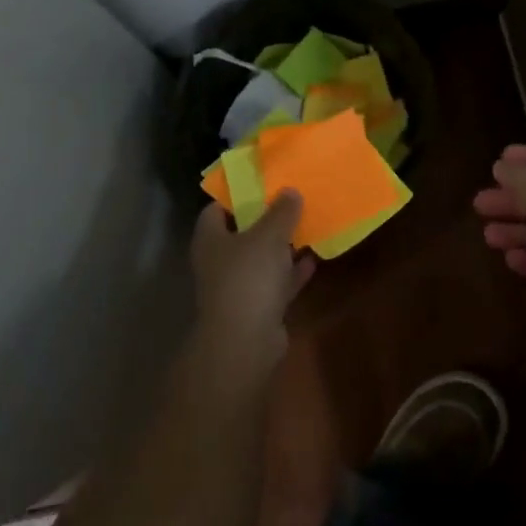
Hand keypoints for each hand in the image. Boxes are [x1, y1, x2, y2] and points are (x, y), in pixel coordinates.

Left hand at [190, 191, 314, 373]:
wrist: (246, 342)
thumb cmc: (249, 277)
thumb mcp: (269, 235)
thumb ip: (281, 211)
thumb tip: (290, 190)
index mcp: (211, 239)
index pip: (216, 208)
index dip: (237, 194)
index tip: (263, 182)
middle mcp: (219, 261)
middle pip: (242, 233)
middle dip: (265, 219)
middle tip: (291, 201)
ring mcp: (237, 287)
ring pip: (261, 259)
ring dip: (281, 246)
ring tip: (306, 225)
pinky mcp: (256, 308)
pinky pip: (276, 283)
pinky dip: (292, 272)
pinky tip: (314, 258)